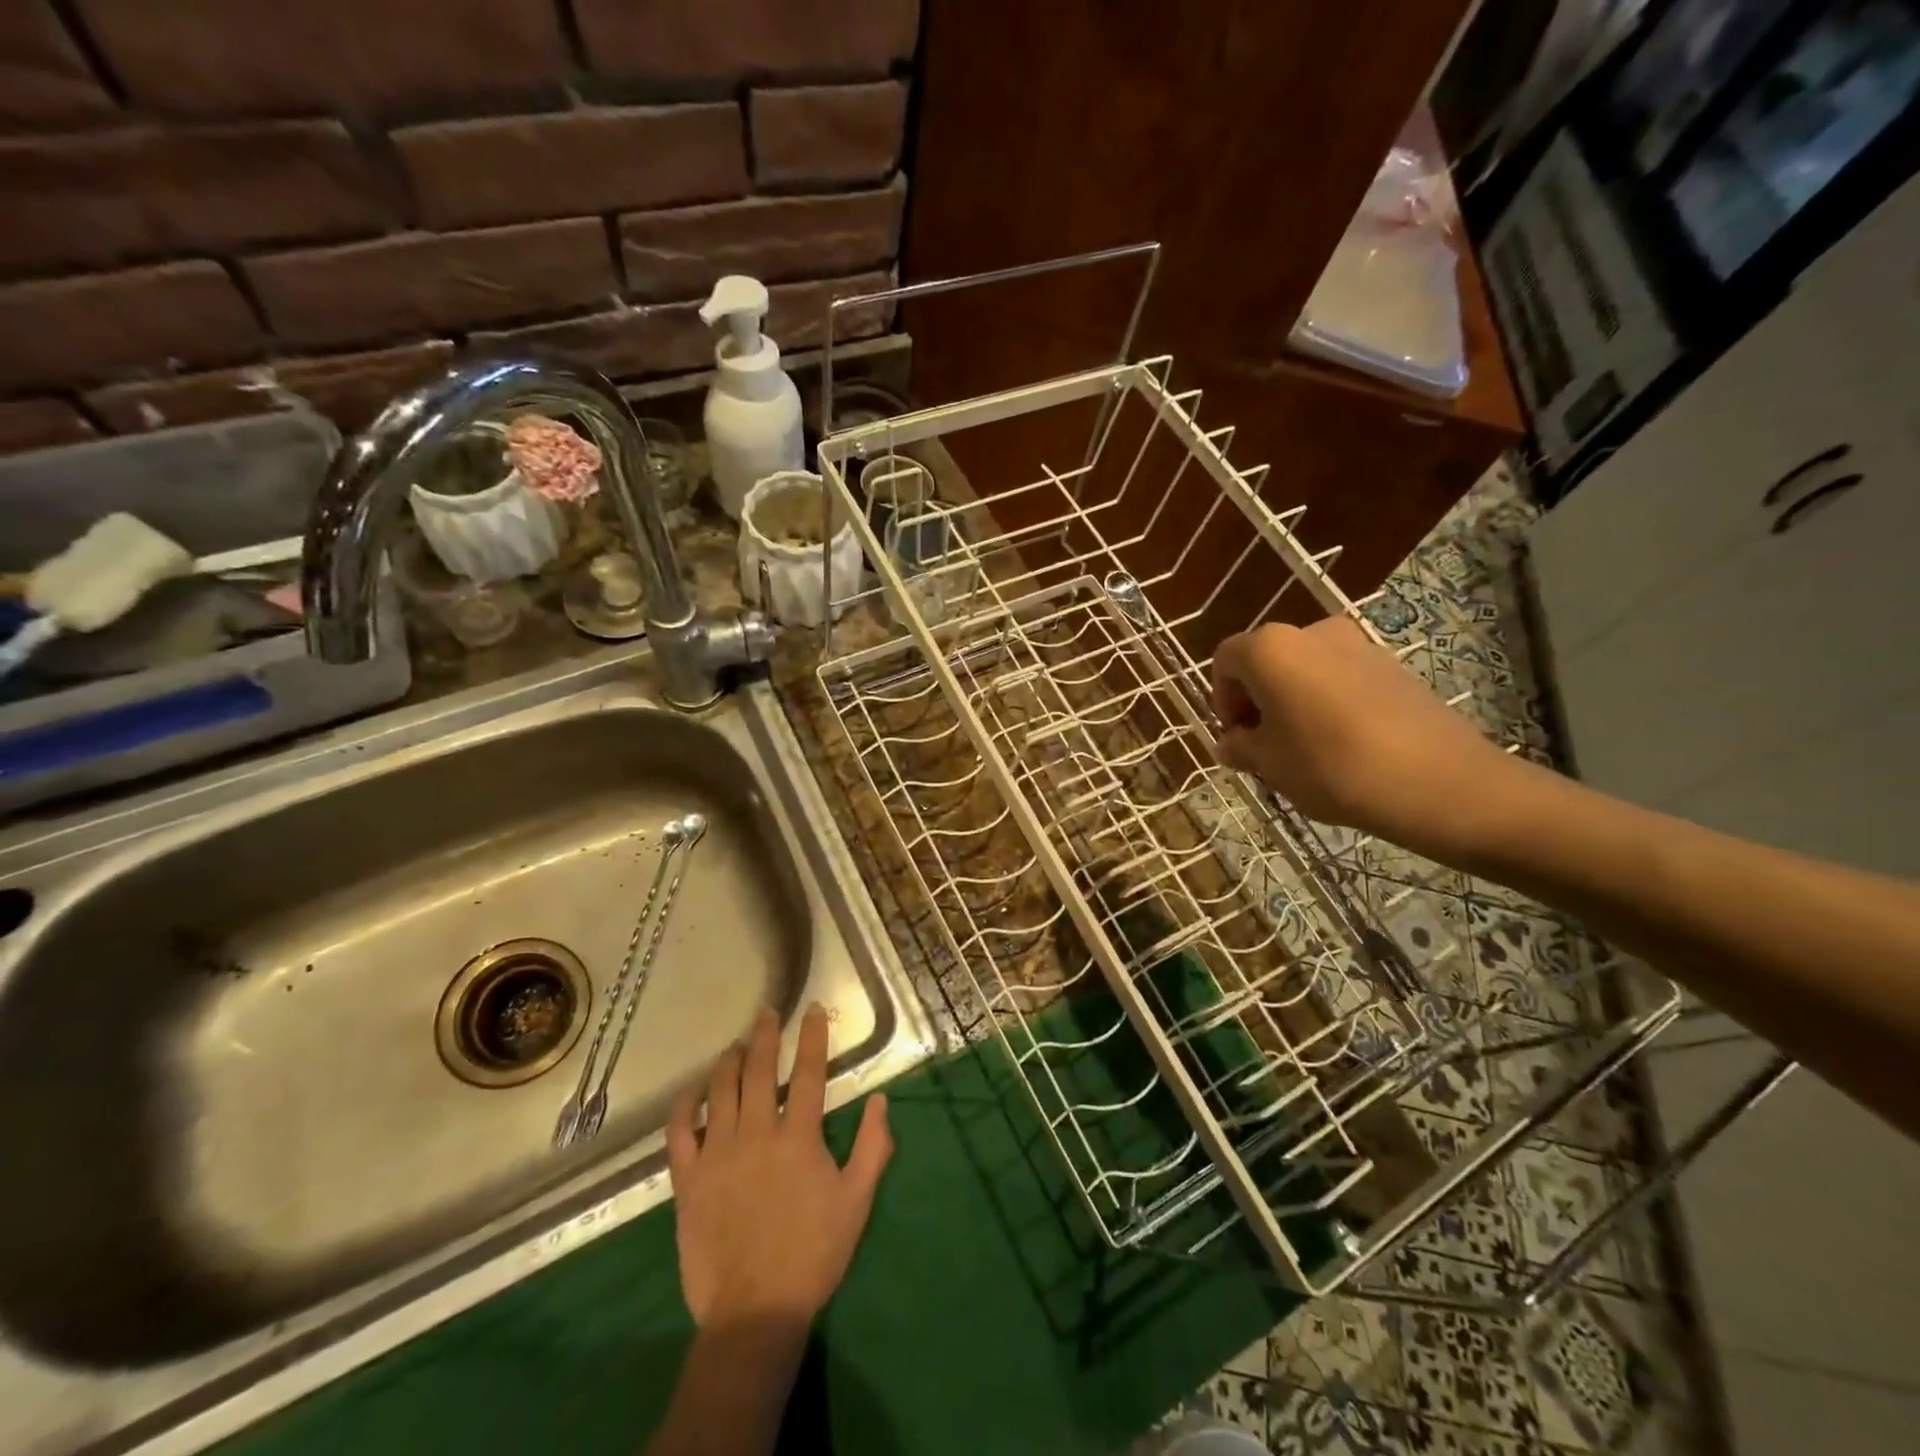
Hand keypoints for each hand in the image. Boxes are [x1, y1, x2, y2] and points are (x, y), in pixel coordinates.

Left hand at [667, 1004, 891, 1329]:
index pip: (808, 1071)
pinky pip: (680, 1132)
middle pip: (758, 1070)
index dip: (812, 1036)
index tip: (813, 1009)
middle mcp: (757, 1133)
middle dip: (763, 1035)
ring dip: (728, 1061)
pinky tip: (692, 1092)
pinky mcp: (688, 1180)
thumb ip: (873, 1146)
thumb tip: (879, 1100)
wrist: (755, 1309)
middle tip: (765, 1012)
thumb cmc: (813, 1253)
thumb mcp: (857, 1201)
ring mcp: (718, 1154)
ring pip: (720, 1091)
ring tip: (735, 1045)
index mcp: (798, 1136)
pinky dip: (685, 1106)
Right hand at [1211, 618, 1516, 854]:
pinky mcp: (1393, 666)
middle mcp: (1312, 632)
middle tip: (1264, 745)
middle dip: (1258, 700)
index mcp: (1271, 649)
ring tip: (1304, 750)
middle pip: (1267, 661)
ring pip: (1305, 670)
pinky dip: (1328, 703)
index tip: (1235, 736)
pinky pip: (1341, 679)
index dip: (1221, 698)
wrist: (1437, 780)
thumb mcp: (1269, 764)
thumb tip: (1230, 743)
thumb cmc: (1331, 766)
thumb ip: (1240, 747)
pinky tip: (1342, 745)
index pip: (1226, 661)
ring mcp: (1358, 645)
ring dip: (1293, 702)